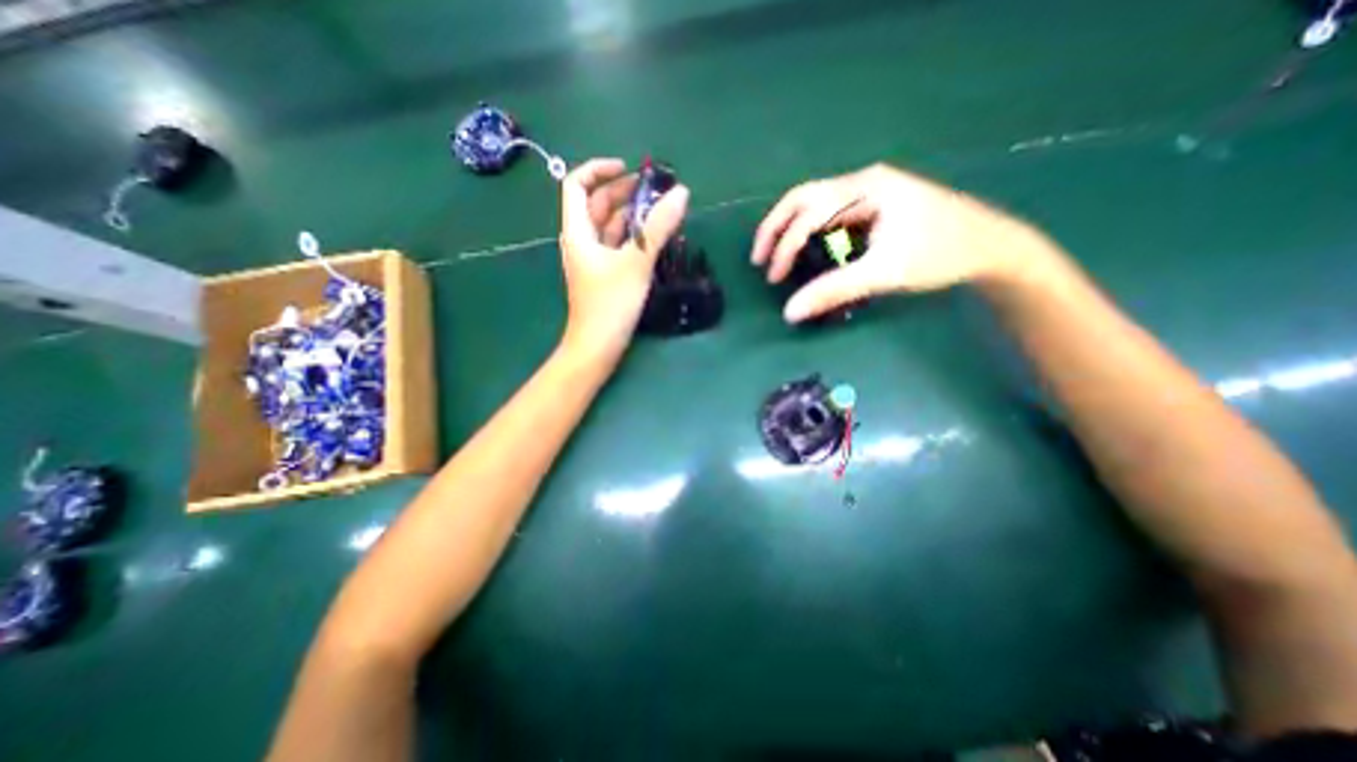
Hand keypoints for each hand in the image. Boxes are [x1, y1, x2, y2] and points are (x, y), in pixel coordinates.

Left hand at [560, 158, 691, 361]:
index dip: (600, 170)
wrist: (597, 347)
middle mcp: (582, 241)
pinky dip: (634, 237)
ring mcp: (593, 260)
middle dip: (624, 192)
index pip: (577, 185)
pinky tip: (655, 238)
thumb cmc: (610, 304)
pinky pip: (618, 246)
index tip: (629, 169)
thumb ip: (658, 228)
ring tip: (662, 211)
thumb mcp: (636, 262)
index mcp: (578, 232)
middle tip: (656, 190)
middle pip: (598, 205)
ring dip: (633, 215)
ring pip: (610, 227)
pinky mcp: (604, 275)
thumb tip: (681, 194)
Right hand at [748, 163, 1041, 321]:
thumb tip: (790, 312)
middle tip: (759, 259)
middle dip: (776, 229)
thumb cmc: (939, 254)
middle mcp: (863, 182)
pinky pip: (831, 215)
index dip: (784, 247)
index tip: (773, 279)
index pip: (807, 213)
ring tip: (776, 257)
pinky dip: (811, 233)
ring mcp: (870, 192)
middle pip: (803, 198)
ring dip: (791, 229)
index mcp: (865, 189)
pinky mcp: (875, 207)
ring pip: (815, 204)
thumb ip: (833, 291)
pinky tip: (808, 251)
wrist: (990, 247)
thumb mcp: (883, 273)